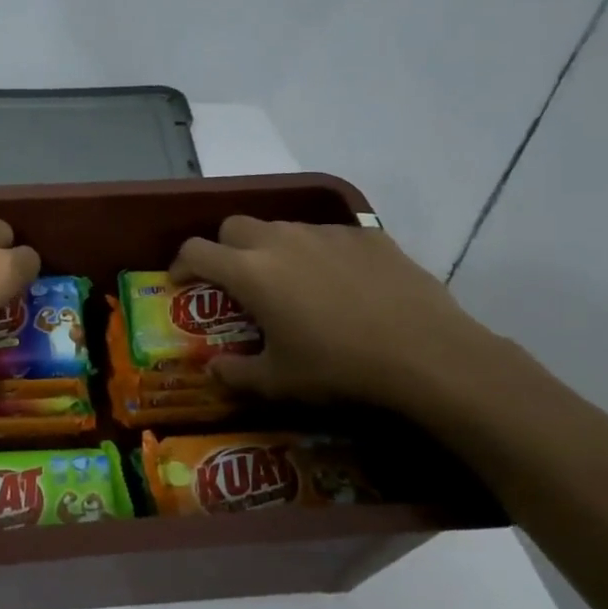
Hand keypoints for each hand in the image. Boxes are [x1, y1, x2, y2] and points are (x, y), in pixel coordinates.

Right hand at [169, 217, 499, 411]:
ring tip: (291, 283)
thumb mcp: (279, 382)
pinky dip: (318, 253)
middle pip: (234, 226)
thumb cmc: (339, 368)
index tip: (181, 281)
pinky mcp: (365, 234)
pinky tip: (341, 284)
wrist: (426, 354)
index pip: (196, 251)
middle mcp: (280, 240)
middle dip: (224, 248)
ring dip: (271, 249)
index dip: (181, 264)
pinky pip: (326, 235)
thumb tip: (213, 371)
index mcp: (250, 272)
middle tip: (235, 280)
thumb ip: (236, 374)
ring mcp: (325, 233)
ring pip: (281, 228)